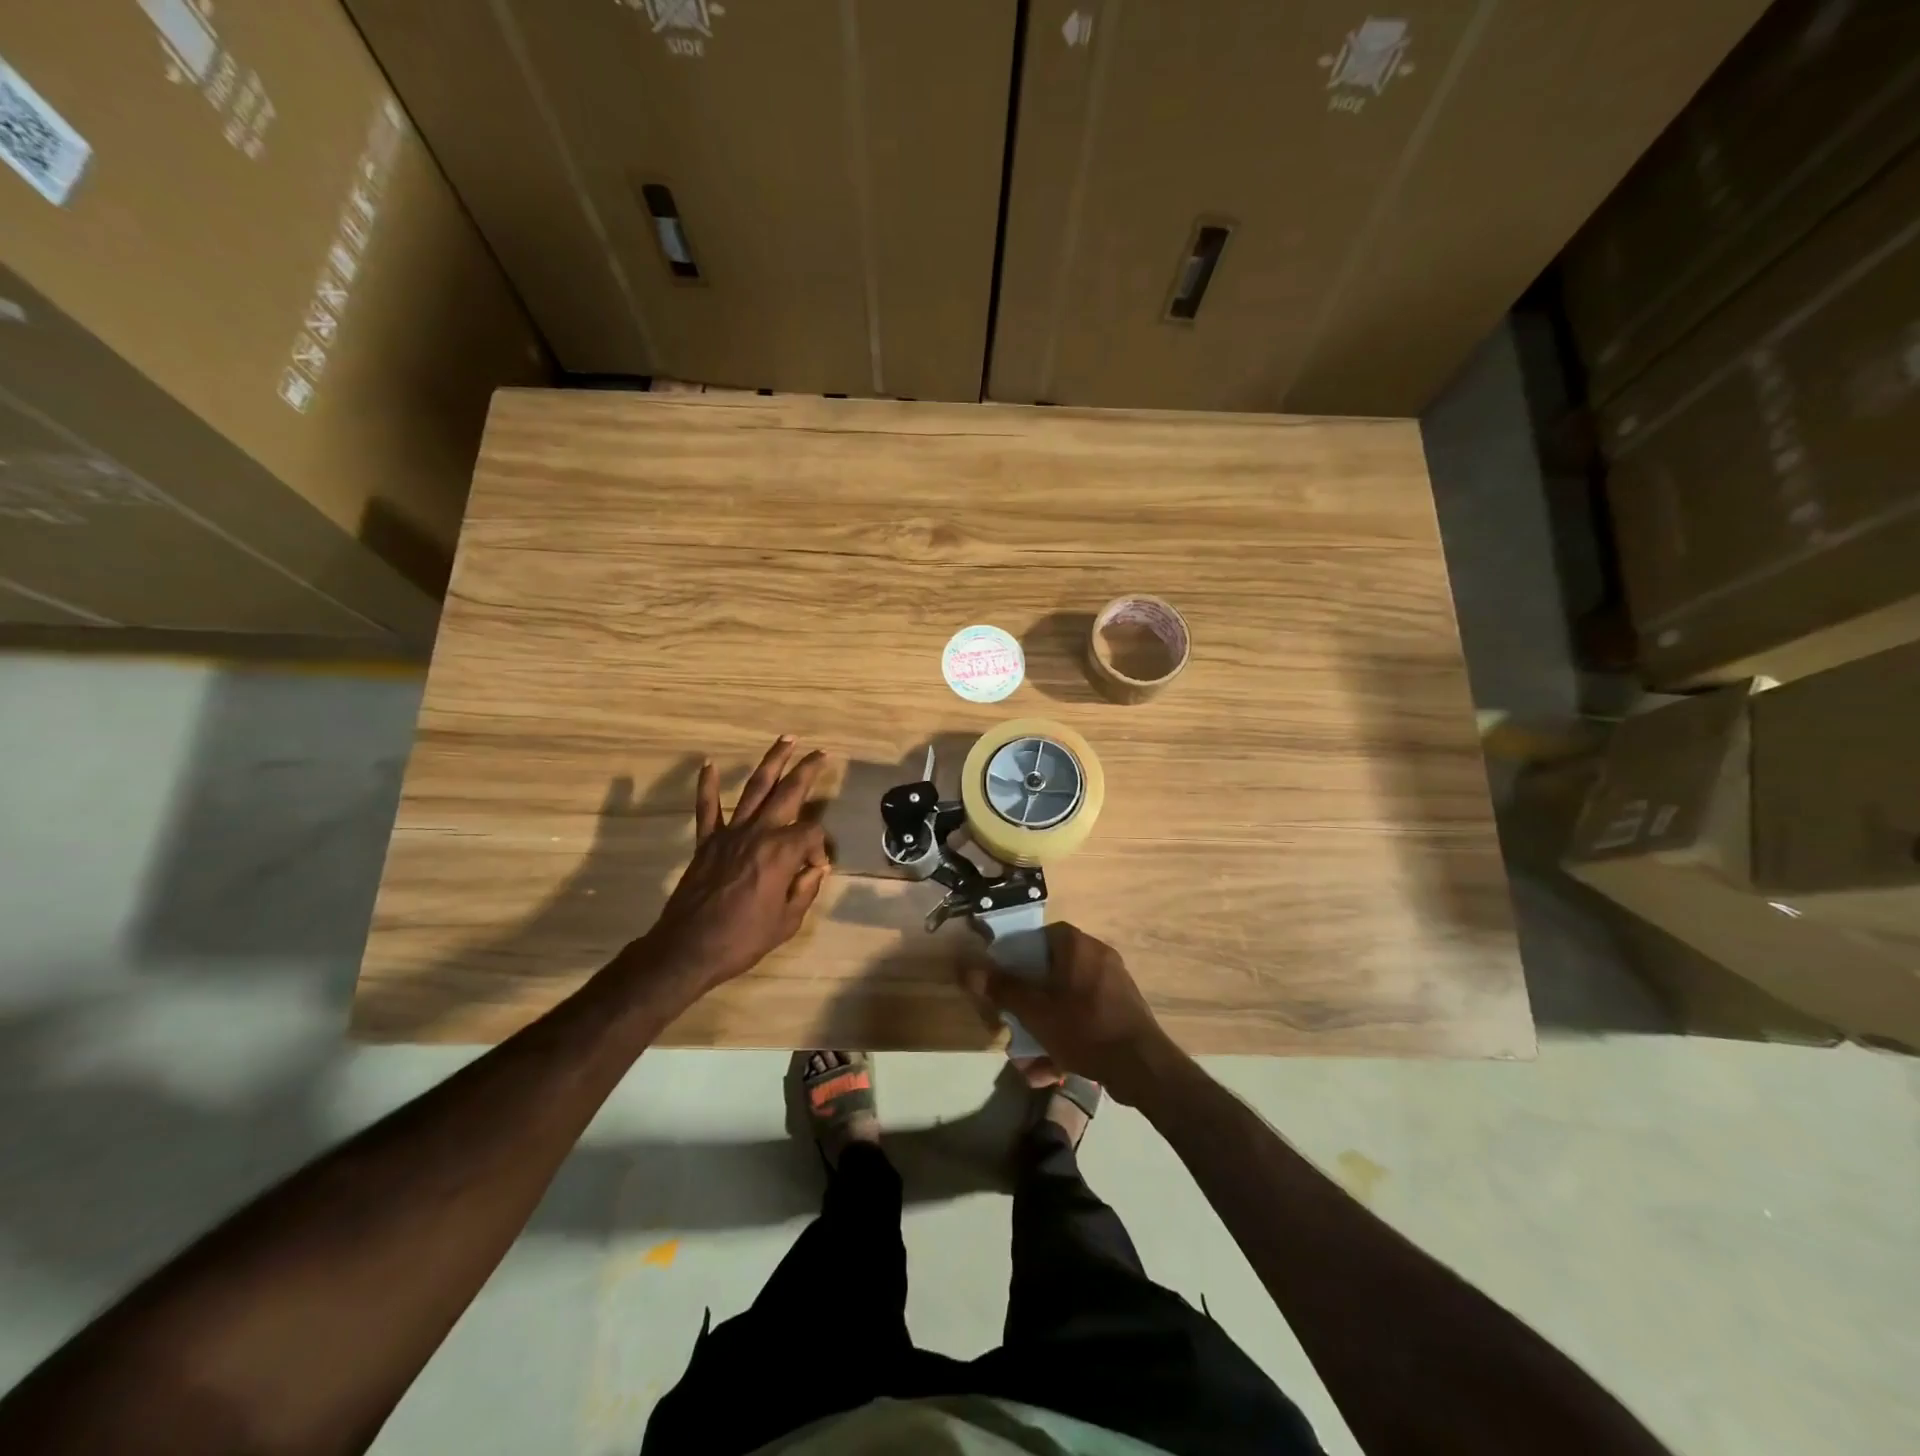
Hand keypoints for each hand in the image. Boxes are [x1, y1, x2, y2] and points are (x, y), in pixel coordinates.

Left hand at [640, 737, 830, 1001]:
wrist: (689, 949)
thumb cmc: (744, 938)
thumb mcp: (788, 921)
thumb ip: (805, 889)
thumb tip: (815, 869)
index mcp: (781, 852)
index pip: (811, 834)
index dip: (819, 848)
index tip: (815, 870)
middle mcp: (758, 833)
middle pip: (788, 792)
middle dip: (807, 770)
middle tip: (821, 754)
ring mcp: (729, 834)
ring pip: (754, 788)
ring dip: (771, 762)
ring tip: (785, 740)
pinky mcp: (707, 842)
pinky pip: (707, 808)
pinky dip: (707, 785)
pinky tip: (708, 764)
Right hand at [961, 922, 1182, 1105]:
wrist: (1141, 1066)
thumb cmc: (1083, 1026)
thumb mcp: (1035, 1010)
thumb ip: (1002, 988)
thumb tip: (969, 969)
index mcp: (1078, 946)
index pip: (1041, 936)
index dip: (1019, 955)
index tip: (1004, 979)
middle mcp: (1098, 957)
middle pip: (1051, 972)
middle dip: (1030, 1003)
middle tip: (1014, 1022)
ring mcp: (1113, 985)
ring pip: (1066, 1001)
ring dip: (1045, 1028)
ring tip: (1028, 1059)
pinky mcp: (1122, 1011)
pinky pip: (1085, 1018)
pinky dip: (1067, 1038)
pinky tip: (1052, 1071)